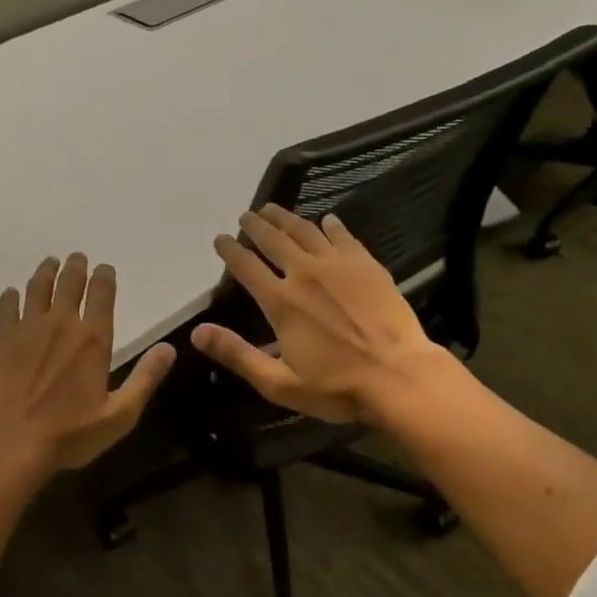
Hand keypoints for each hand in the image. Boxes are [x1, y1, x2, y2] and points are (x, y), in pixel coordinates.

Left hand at [0, 253, 174, 474]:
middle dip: (75, 267)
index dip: (104, 276)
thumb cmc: (70, 434)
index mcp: (93, 339)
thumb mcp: (119, 414)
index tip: (105, 268)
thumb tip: (169, 348)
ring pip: (37, 288)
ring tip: (50, 263)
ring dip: (45, 272)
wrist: (10, 443)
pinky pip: (6, 308)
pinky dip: (10, 296)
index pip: (101, 294)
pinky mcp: (2, 341)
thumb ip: (145, 378)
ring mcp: (28, 330)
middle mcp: (61, 324)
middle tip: (77, 257)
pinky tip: (11, 293)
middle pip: (69, 283)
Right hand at [192, 206, 450, 425]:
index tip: (220, 239)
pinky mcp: (367, 265)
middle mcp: (305, 274)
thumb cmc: (337, 387)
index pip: (246, 266)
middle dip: (256, 225)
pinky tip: (327, 220)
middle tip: (246, 215)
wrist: (399, 376)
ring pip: (306, 231)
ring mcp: (339, 265)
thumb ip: (237, 354)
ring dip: (286, 218)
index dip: (230, 250)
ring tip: (273, 209)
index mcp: (281, 301)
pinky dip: (331, 226)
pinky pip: (344, 237)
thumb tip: (197, 332)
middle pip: (274, 240)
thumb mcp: (279, 382)